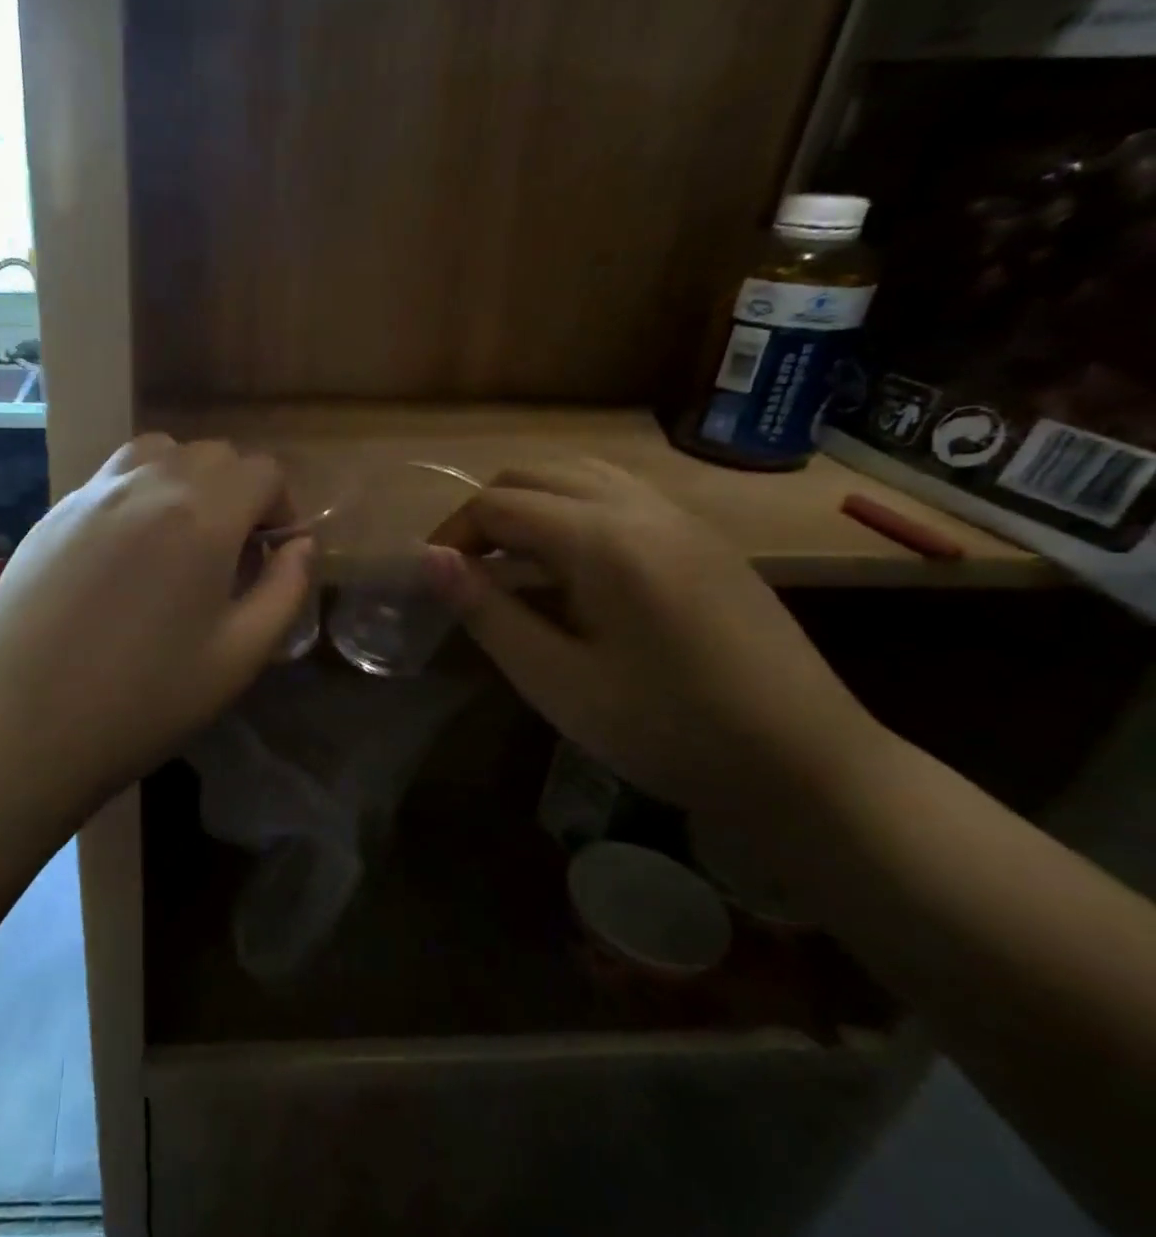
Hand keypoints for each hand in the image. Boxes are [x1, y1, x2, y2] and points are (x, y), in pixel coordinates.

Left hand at [0, 435, 311, 815]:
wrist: (23, 726)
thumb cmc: (143, 701)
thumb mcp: (238, 656)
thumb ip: (284, 590)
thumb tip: (301, 545)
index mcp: (201, 516)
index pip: (261, 471)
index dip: (281, 505)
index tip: (273, 550)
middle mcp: (147, 485)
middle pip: (213, 454)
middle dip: (237, 491)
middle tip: (232, 550)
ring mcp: (93, 492)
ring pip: (158, 452)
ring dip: (186, 479)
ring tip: (181, 536)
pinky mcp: (54, 511)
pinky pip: (112, 477)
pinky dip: (139, 491)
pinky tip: (126, 550)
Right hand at [429, 459, 893, 815]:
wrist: (806, 763)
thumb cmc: (667, 729)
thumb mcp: (557, 681)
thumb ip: (488, 612)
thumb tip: (430, 560)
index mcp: (603, 540)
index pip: (499, 504)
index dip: (452, 534)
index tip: (432, 579)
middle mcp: (641, 508)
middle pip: (535, 475)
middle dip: (485, 512)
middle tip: (465, 570)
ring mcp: (680, 517)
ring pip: (580, 473)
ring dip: (529, 503)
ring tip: (510, 560)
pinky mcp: (703, 537)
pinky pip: (620, 492)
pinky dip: (573, 507)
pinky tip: (571, 562)